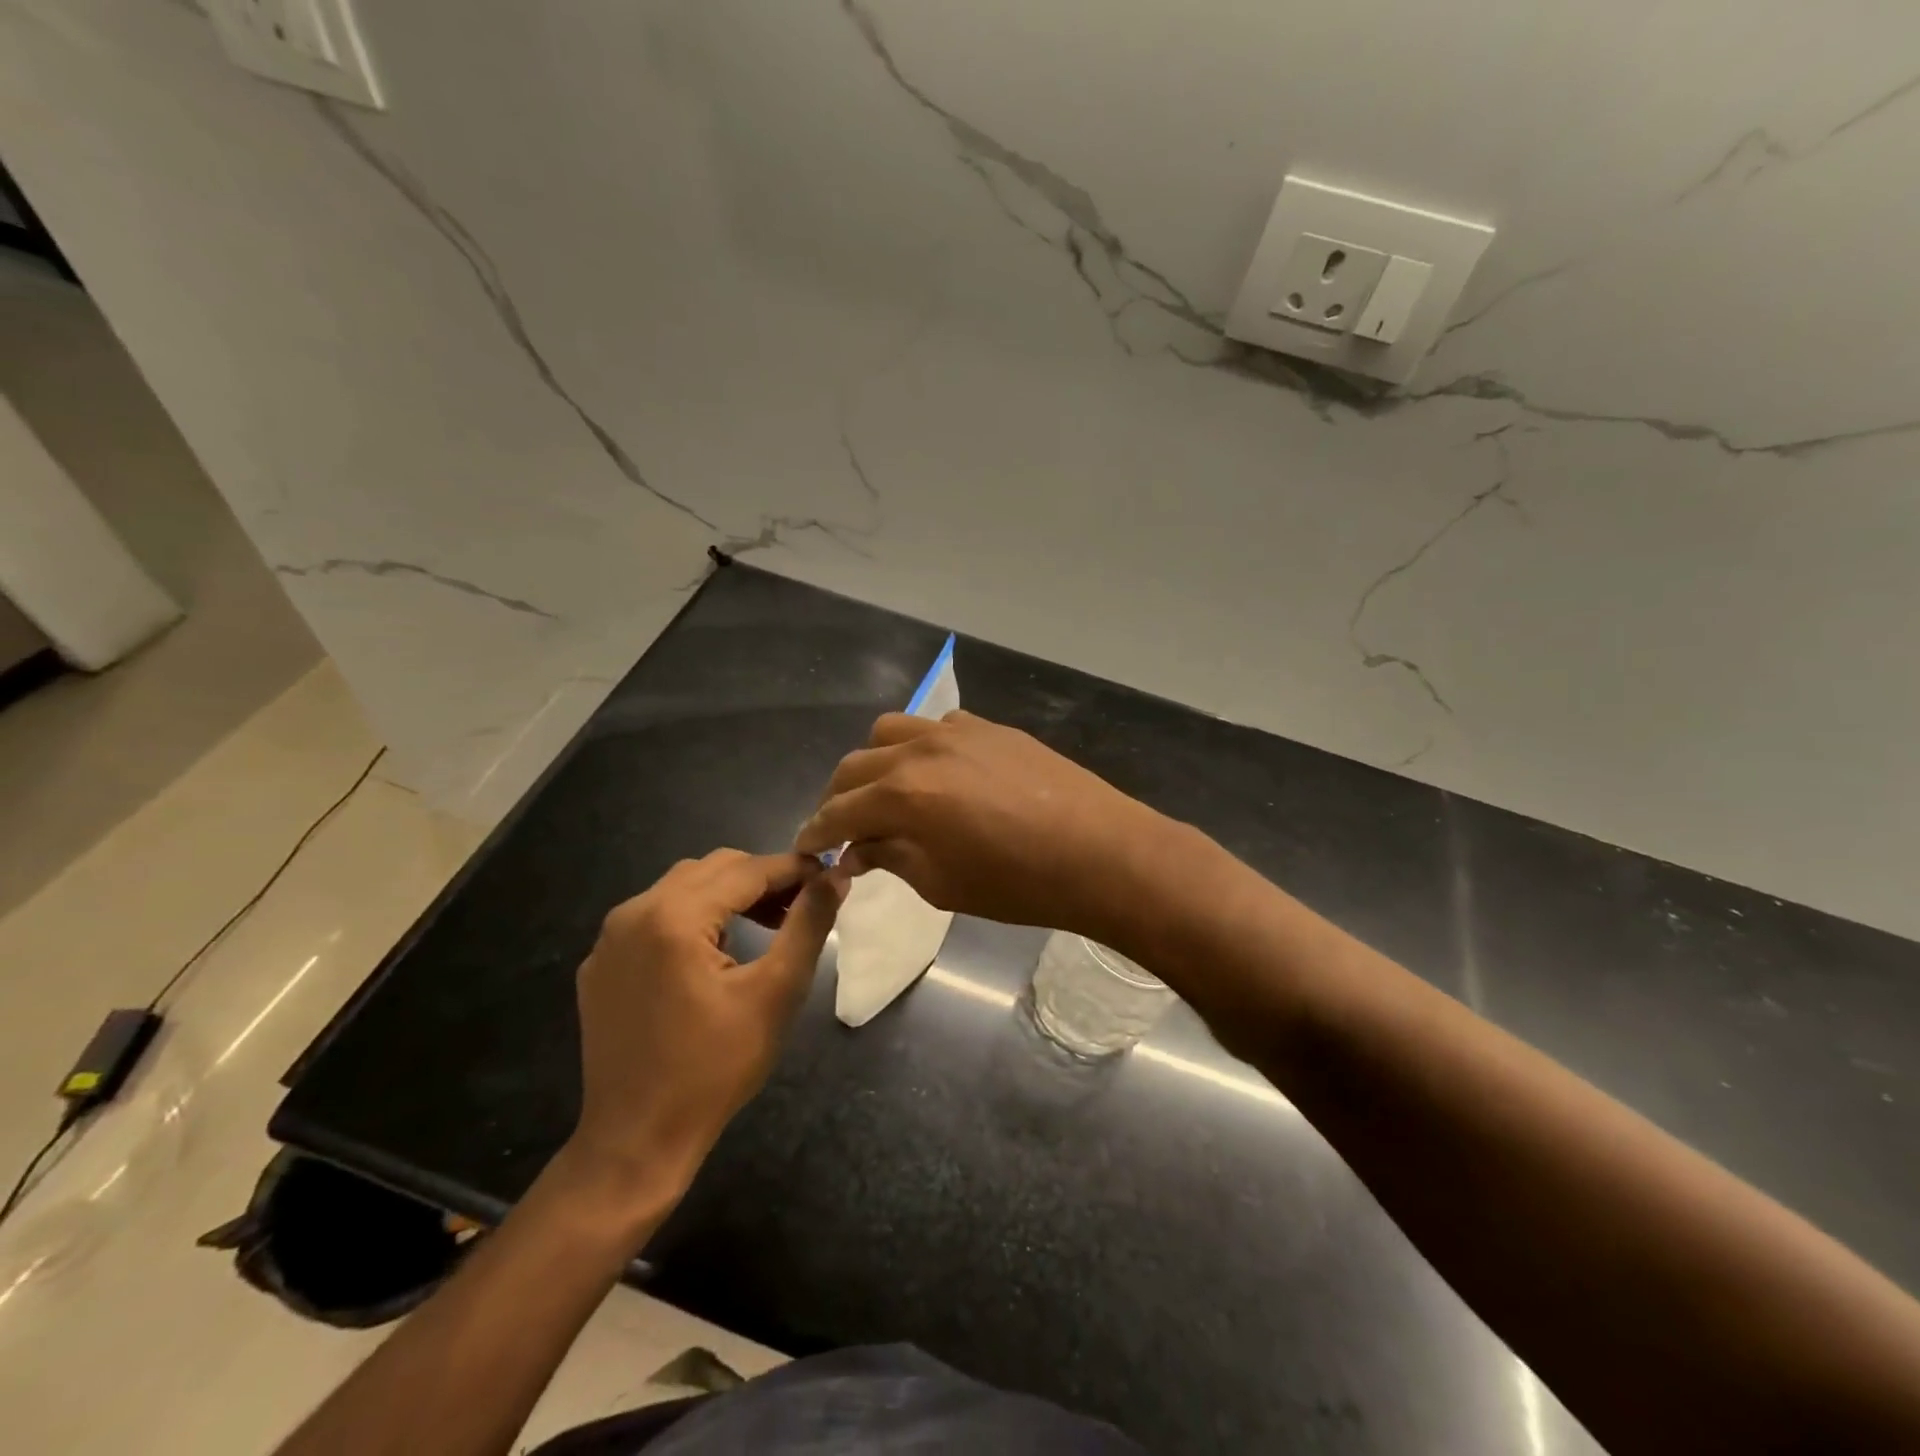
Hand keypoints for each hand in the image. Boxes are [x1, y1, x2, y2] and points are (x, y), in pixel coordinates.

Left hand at [567, 850, 845, 1206]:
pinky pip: (654, 918)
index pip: (747, 869)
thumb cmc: (715, 1068)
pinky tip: (714, 954)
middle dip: (762, 879)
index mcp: (674, 916)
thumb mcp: (776, 992)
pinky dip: (692, 918)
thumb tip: (836, 875)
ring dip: (728, 895)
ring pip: (681, 888)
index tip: (830, 876)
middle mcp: (633, 912)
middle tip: (801, 907)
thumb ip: (808, 924)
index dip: (794, 869)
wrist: (636, 1140)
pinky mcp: (600, 965)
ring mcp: (610, 939)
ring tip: (766, 925)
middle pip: (711, 869)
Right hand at [794, 711, 1175, 943]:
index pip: (838, 811)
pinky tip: (939, 774)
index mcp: (902, 795)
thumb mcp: (942, 884)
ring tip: (888, 792)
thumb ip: (891, 857)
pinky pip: (937, 726)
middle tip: (844, 827)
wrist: (1100, 852)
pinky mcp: (991, 727)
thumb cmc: (1018, 884)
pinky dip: (921, 747)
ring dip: (876, 762)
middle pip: (855, 765)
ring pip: (891, 731)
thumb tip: (857, 849)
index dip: (816, 832)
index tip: (807, 848)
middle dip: (839, 797)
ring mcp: (958, 732)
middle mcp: (920, 751)